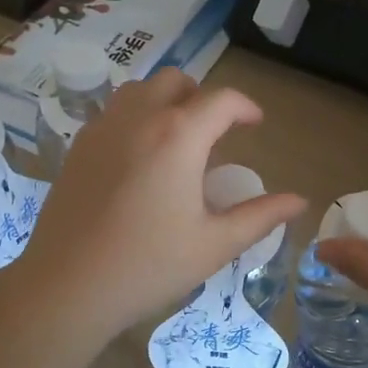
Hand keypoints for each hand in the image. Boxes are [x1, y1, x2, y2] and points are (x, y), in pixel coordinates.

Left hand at [8, 71, 305, 342]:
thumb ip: (260, 216)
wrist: (68, 286)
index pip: (221, 100)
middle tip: (216, 132)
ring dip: (165, 101)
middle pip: (177, 81)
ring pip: (139, 90)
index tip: (256, 124)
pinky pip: (113, 112)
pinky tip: (139, 158)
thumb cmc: (149, 265)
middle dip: (203, 97)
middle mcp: (139, 118)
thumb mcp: (215, 244)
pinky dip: (135, 117)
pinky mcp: (78, 147)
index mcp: (179, 136)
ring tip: (177, 138)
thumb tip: (299, 201)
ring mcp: (102, 129)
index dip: (245, 107)